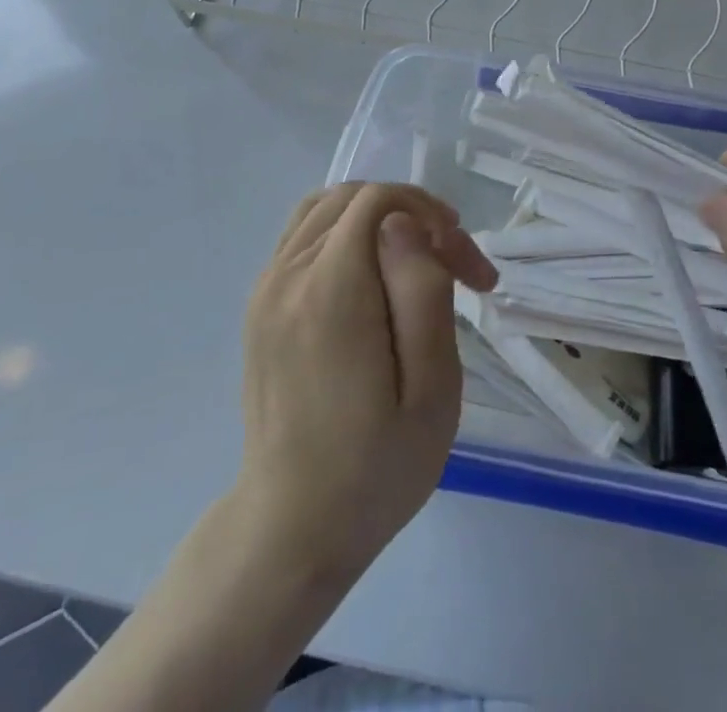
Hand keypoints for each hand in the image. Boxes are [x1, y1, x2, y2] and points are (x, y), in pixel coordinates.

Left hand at [236, 183, 496, 578]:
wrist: (292, 529)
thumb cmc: (376, 468)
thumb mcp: (431, 390)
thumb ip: (422, 292)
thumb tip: (403, 223)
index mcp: (329, 294)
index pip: (378, 202)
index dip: (431, 215)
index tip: (467, 267)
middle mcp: (287, 277)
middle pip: (354, 198)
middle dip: (413, 214)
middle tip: (453, 265)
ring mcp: (266, 289)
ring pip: (326, 207)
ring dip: (380, 217)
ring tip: (417, 260)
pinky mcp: (260, 305)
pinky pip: (303, 234)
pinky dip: (346, 232)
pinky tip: (374, 275)